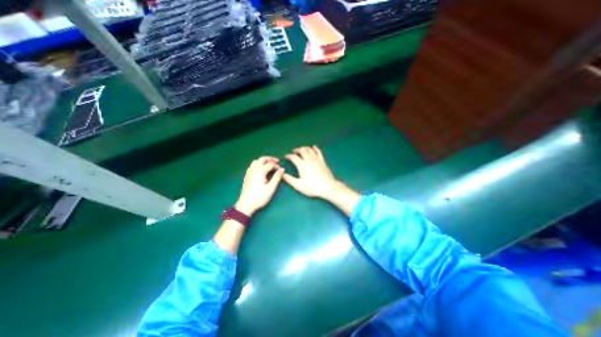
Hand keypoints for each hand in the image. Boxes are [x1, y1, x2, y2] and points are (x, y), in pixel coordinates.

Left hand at [236, 156, 284, 215]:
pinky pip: (252, 166)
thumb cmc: (260, 197)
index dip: (277, 166)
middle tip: (276, 161)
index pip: (270, 164)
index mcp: (260, 171)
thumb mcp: (271, 188)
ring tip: (269, 165)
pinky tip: (261, 170)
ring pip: (256, 161)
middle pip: (262, 159)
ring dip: (263, 161)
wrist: (246, 205)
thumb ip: (277, 177)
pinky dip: (258, 164)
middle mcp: (254, 169)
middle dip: (270, 159)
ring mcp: (249, 172)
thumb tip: (282, 169)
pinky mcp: (247, 176)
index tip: (281, 171)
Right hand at [283, 145, 340, 198]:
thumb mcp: (298, 185)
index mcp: (302, 165)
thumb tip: (282, 173)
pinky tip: (314, 147)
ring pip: (309, 150)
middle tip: (294, 151)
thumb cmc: (312, 187)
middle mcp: (309, 159)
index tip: (286, 156)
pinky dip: (315, 148)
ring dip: (304, 148)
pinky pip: (318, 152)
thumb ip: (289, 179)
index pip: (293, 157)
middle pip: (302, 151)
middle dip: (297, 150)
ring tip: (301, 149)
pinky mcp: (322, 161)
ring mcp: (317, 159)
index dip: (289, 156)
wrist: (328, 187)